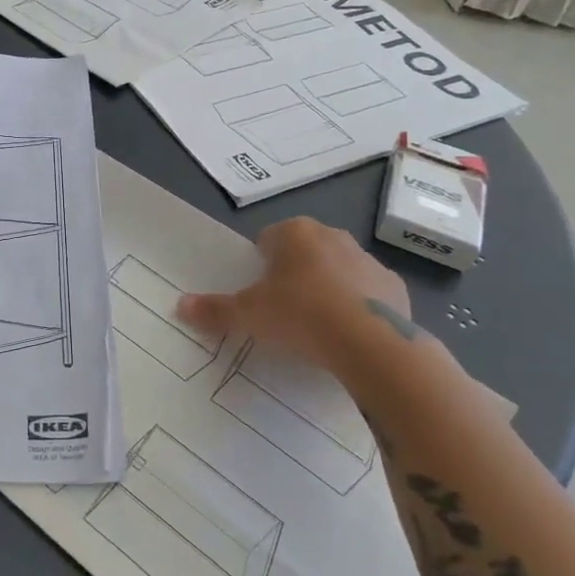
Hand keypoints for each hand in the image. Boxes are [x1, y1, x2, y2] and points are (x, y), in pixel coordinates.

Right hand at [177, 219, 415, 379]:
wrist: (371, 343)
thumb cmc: (300, 315)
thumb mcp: (249, 315)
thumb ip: (215, 309)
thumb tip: (179, 305)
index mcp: (295, 233)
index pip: (268, 238)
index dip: (260, 265)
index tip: (258, 292)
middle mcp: (333, 236)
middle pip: (304, 251)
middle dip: (293, 274)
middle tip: (282, 310)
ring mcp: (368, 260)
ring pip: (337, 270)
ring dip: (327, 288)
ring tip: (316, 327)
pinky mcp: (394, 287)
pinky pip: (368, 294)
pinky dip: (358, 308)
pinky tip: (348, 336)